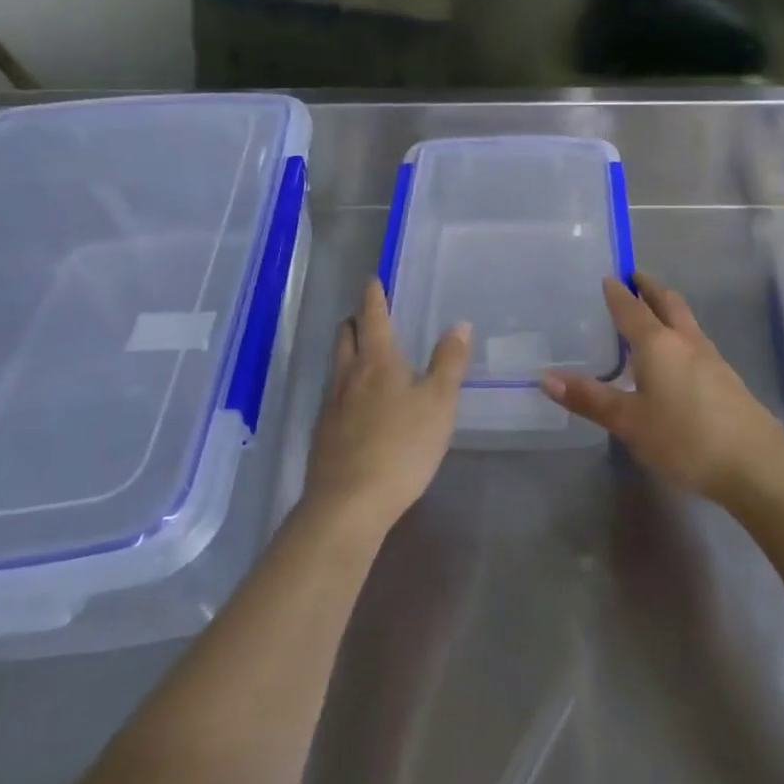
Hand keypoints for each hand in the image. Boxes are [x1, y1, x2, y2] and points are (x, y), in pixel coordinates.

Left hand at [303, 280, 470, 538]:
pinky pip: (333, 395)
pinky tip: (355, 402)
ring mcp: (331, 405)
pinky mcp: (323, 434)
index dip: (373, 296)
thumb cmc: (402, 446)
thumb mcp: (439, 402)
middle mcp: (349, 375)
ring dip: (347, 350)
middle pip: (345, 336)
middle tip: (366, 314)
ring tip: (362, 352)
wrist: (349, 503)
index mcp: (378, 361)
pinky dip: (344, 384)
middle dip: (355, 320)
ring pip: (336, 365)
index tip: (372, 280)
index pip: (372, 317)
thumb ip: (449, 362)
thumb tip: (459, 324)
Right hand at [540, 274, 783, 506]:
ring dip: (668, 308)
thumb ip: (590, 399)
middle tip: (634, 278)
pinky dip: (680, 332)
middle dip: (649, 288)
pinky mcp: (726, 378)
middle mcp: (685, 341)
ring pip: (686, 320)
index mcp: (657, 344)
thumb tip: (545, 377)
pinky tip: (676, 356)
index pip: (632, 309)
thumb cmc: (684, 438)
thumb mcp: (629, 422)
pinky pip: (696, 341)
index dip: (618, 293)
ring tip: (653, 311)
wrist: (755, 463)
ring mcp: (711, 358)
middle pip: (667, 303)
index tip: (608, 277)